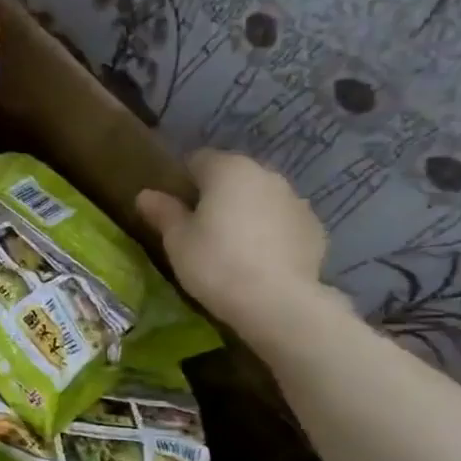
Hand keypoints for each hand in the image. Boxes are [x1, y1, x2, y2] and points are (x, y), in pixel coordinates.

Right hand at [136, 149, 335, 339]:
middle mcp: (266, 175)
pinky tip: (259, 259)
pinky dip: (270, 231)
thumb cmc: (215, 263)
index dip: (183, 180)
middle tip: (201, 227)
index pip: (199, 159)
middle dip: (217, 193)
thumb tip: (145, 194)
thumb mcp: (177, 240)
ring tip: (232, 244)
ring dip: (246, 211)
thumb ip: (163, 212)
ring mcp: (296, 200)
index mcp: (228, 170)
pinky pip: (282, 221)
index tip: (174, 206)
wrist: (278, 301)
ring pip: (261, 197)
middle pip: (233, 175)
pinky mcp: (315, 227)